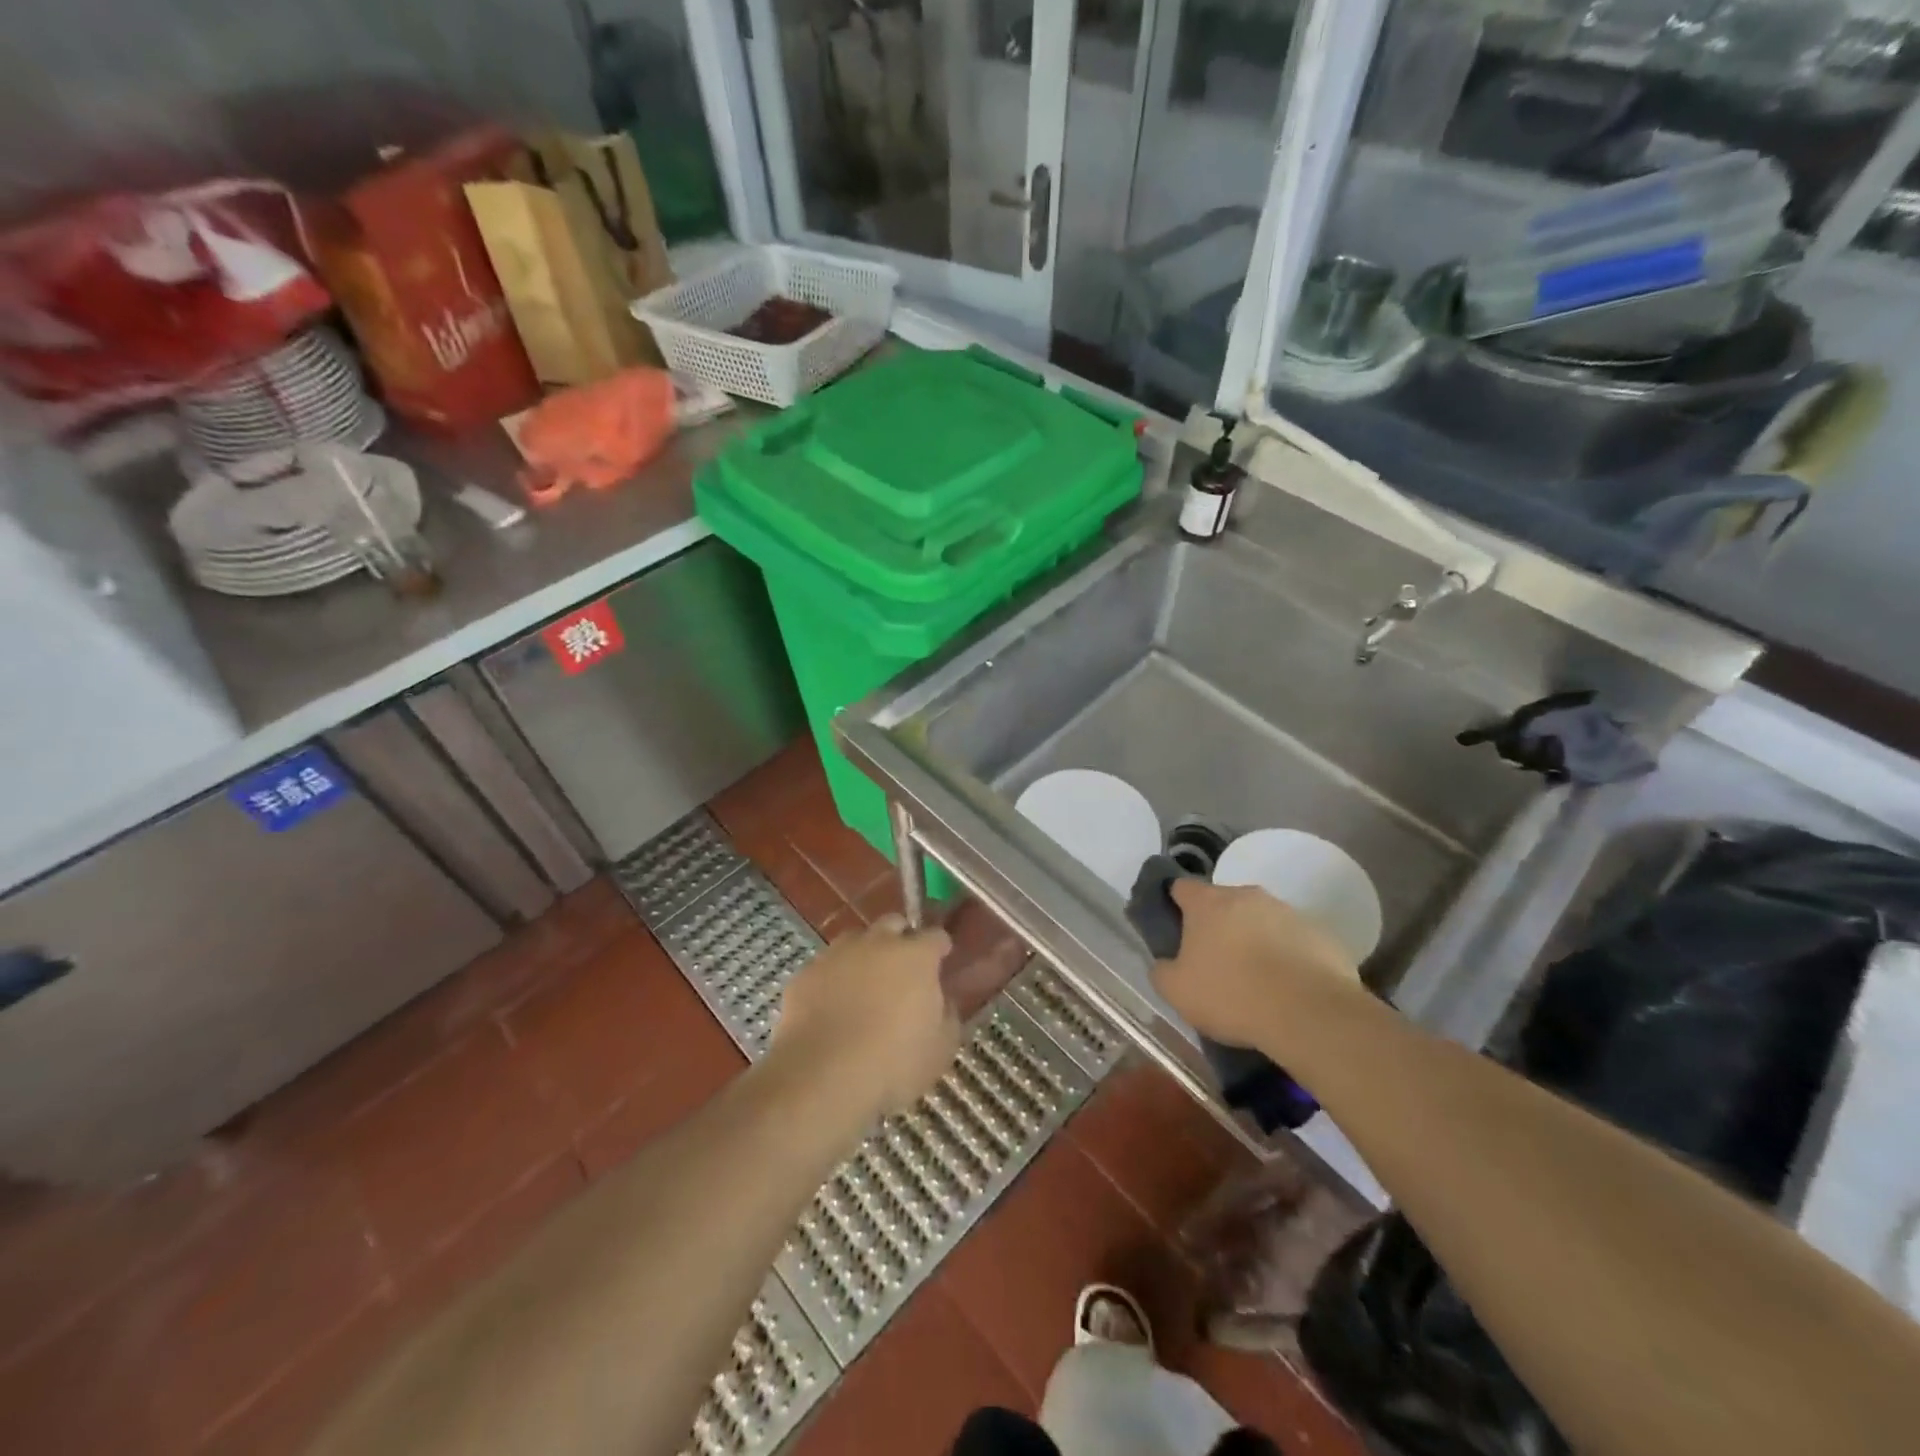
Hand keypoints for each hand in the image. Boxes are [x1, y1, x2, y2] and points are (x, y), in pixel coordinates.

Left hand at [771, 915, 959, 1116]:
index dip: (939, 947)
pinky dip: (832, 980)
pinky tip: (831, 1007)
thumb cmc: (893, 1063)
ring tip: (864, 987)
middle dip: (901, 939)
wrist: (822, 1077)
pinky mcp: (805, 974)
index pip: (935, 936)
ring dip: (864, 956)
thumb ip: (948, 1016)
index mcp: (916, 956)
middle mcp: (877, 943)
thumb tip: (944, 1002)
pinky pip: (825, 968)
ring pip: (855, 941)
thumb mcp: (940, 1049)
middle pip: (893, 924)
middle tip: (902, 969)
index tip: (941, 960)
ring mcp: (837, 955)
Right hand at [1151, 879, 1359, 1046]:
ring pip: (1260, 919)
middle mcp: (1247, 896)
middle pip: (1223, 902)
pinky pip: (1293, 939)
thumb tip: (1165, 963)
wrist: (1310, 1015)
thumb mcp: (1177, 992)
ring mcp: (1287, 911)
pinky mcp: (1320, 933)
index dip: (1175, 904)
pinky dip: (1286, 955)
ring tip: (1256, 978)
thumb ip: (1162, 970)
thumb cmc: (1232, 995)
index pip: (1181, 886)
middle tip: (1215, 960)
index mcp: (1208, 903)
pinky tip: (1287, 987)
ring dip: (1254, 938)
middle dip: (1217, 924)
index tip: (1175, 929)